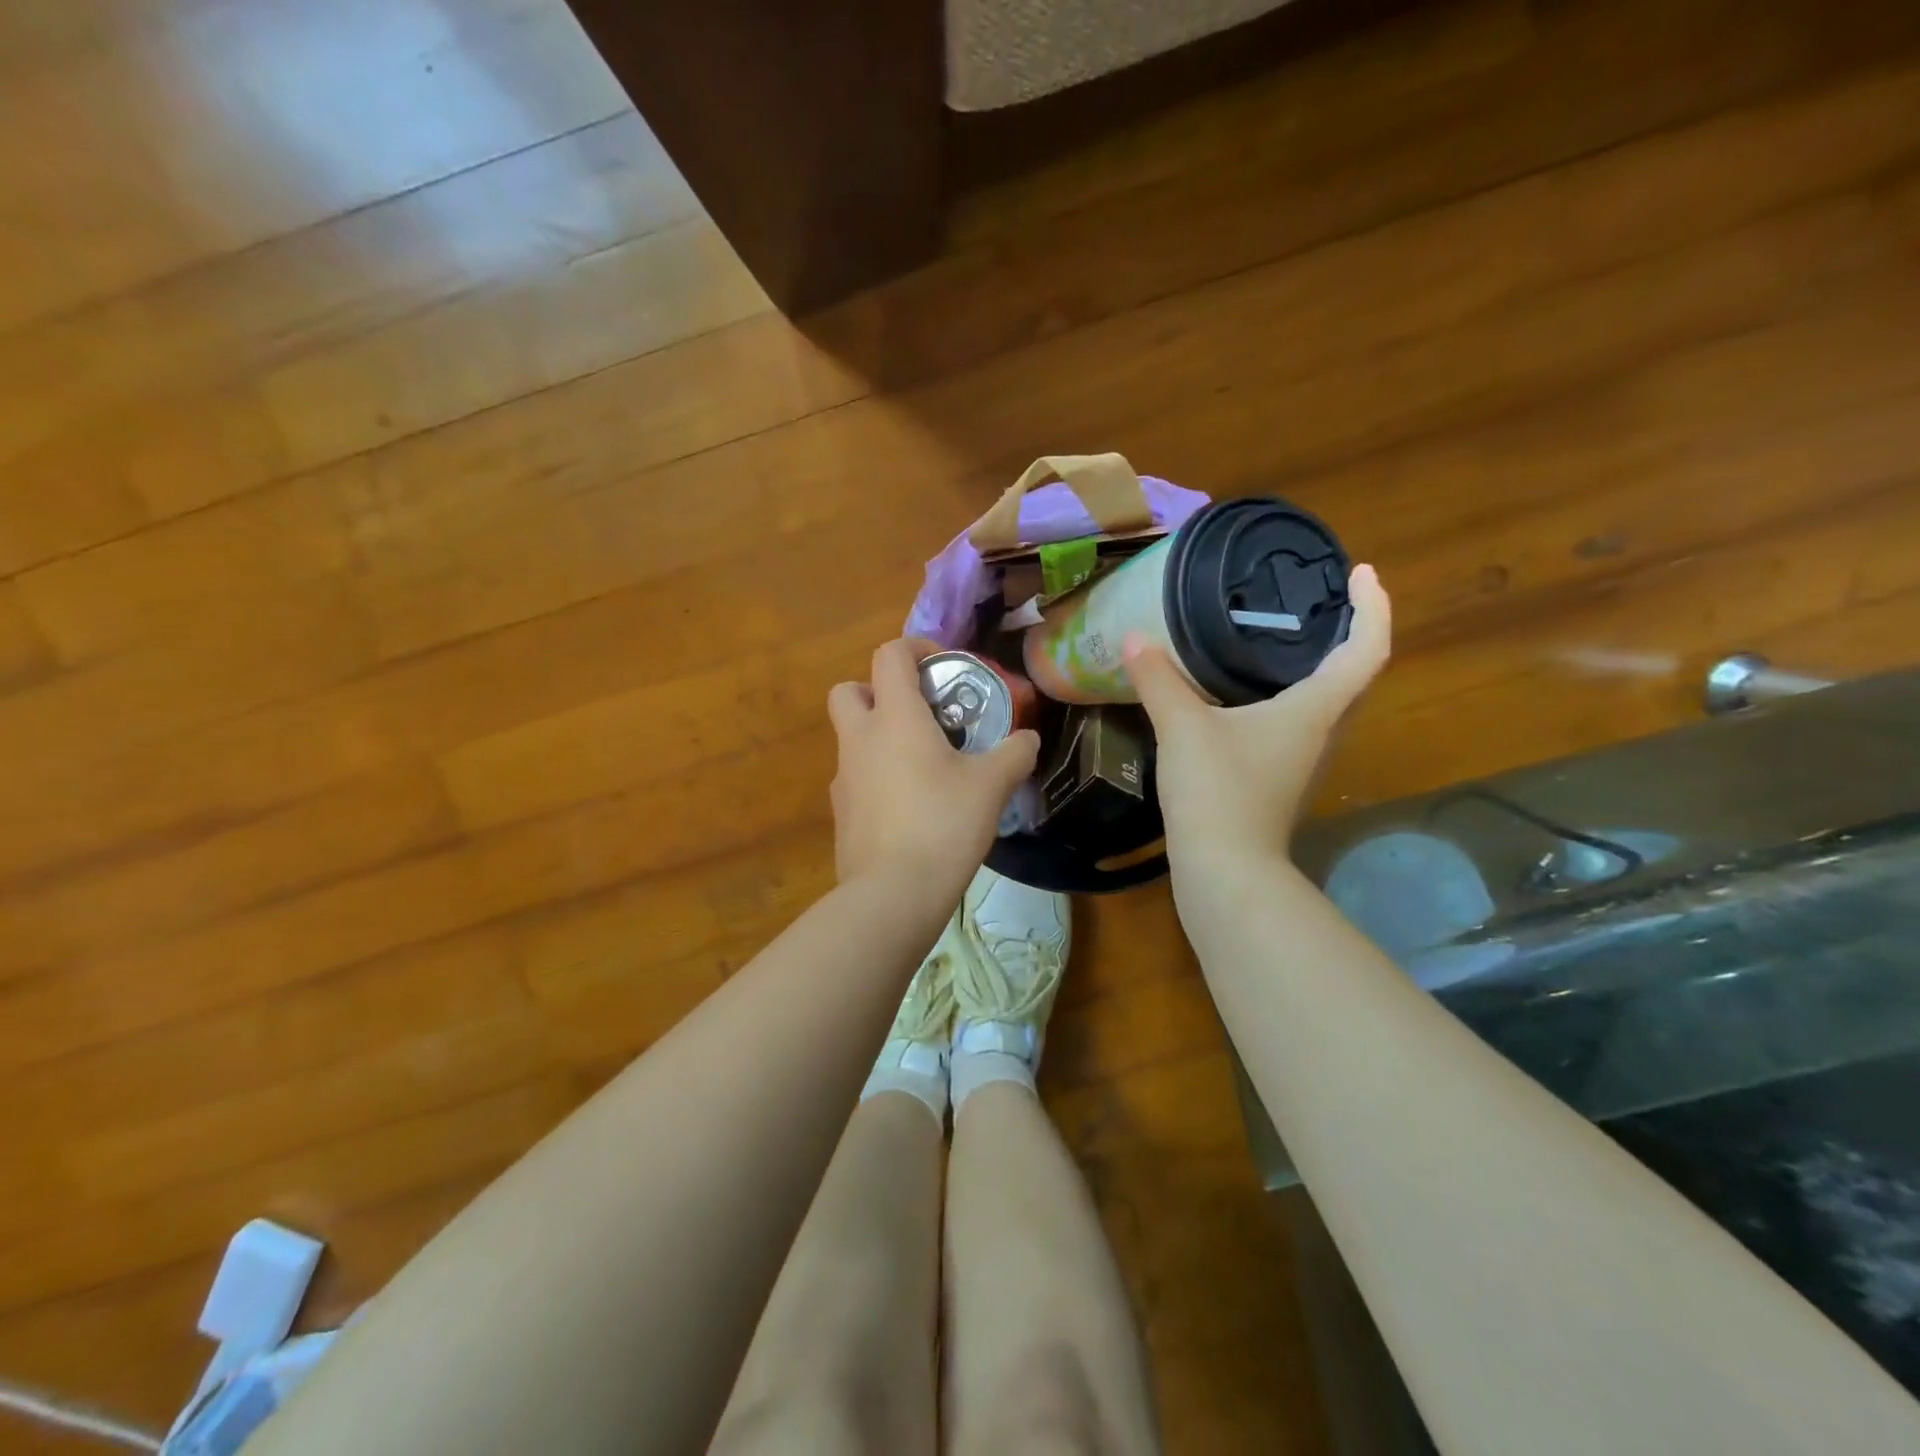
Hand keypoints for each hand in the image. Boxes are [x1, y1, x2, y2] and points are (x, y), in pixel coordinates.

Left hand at [827, 639, 1040, 893]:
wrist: (893, 894)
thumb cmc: (943, 824)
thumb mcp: (991, 786)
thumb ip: (1014, 754)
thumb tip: (1028, 739)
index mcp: (894, 718)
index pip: (889, 655)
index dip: (916, 648)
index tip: (943, 665)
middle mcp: (859, 739)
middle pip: (849, 690)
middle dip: (877, 690)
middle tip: (916, 712)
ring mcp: (843, 777)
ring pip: (851, 737)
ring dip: (879, 736)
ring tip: (923, 764)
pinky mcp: (841, 812)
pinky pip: (855, 777)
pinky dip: (876, 776)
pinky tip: (909, 805)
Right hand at [1123, 564, 1390, 869]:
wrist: (1224, 870)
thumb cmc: (1218, 791)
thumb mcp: (1183, 727)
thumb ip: (1159, 679)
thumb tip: (1133, 638)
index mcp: (1315, 709)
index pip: (1367, 648)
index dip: (1374, 606)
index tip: (1361, 572)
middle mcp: (1321, 730)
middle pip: (1353, 673)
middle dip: (1348, 630)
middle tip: (1318, 598)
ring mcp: (1301, 758)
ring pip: (1325, 700)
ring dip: (1316, 664)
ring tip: (1279, 636)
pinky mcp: (1277, 777)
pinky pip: (1295, 720)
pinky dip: (1284, 694)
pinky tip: (1243, 693)